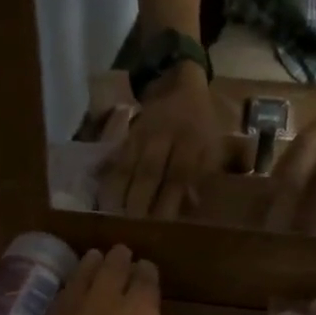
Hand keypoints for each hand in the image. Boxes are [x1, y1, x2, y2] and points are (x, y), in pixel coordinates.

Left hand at [25, 246, 171, 314]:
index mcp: (141, 312)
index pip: (146, 278)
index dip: (147, 273)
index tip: (147, 271)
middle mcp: (107, 299)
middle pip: (114, 266)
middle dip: (121, 259)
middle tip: (122, 254)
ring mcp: (73, 306)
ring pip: (85, 272)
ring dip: (94, 263)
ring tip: (96, 258)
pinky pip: (65, 290)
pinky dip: (73, 282)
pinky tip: (74, 284)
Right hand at [97, 66, 232, 218]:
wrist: (181, 86)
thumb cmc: (202, 125)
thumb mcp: (214, 147)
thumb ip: (204, 174)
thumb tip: (191, 205)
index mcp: (192, 140)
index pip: (179, 174)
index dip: (169, 200)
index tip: (162, 226)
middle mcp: (166, 136)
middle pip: (150, 171)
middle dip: (140, 201)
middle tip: (132, 228)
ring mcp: (143, 134)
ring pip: (129, 165)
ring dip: (120, 192)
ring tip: (112, 218)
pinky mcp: (128, 135)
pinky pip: (116, 158)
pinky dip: (109, 177)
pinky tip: (102, 197)